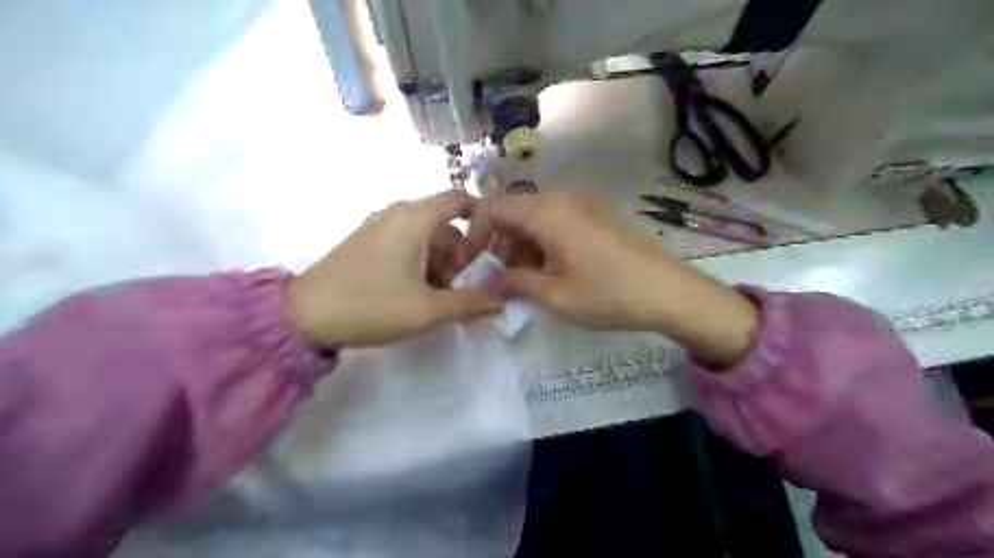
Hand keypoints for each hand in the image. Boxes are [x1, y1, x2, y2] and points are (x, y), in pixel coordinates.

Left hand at [287, 193, 504, 347]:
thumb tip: (502, 300)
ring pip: (426, 233)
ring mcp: (379, 225)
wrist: (303, 315)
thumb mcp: (428, 310)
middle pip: (445, 221)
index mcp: (415, 218)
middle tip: (461, 284)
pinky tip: (415, 290)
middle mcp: (398, 213)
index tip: (493, 246)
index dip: (483, 218)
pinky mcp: (367, 240)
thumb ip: (471, 303)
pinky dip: (420, 259)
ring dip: (441, 259)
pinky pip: (406, 240)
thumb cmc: (372, 306)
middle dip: (461, 251)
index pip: (460, 199)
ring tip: (437, 294)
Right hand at [472, 191, 761, 370]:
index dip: (476, 232)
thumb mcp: (554, 296)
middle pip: (514, 210)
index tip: (473, 261)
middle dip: (499, 241)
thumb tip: (487, 281)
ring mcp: (582, 204)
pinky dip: (543, 240)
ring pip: (535, 216)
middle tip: (501, 277)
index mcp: (547, 213)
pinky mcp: (596, 214)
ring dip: (521, 243)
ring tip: (526, 277)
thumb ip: (514, 283)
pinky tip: (552, 268)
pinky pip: (557, 220)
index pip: (493, 207)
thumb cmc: (607, 294)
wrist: (668, 291)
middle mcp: (562, 199)